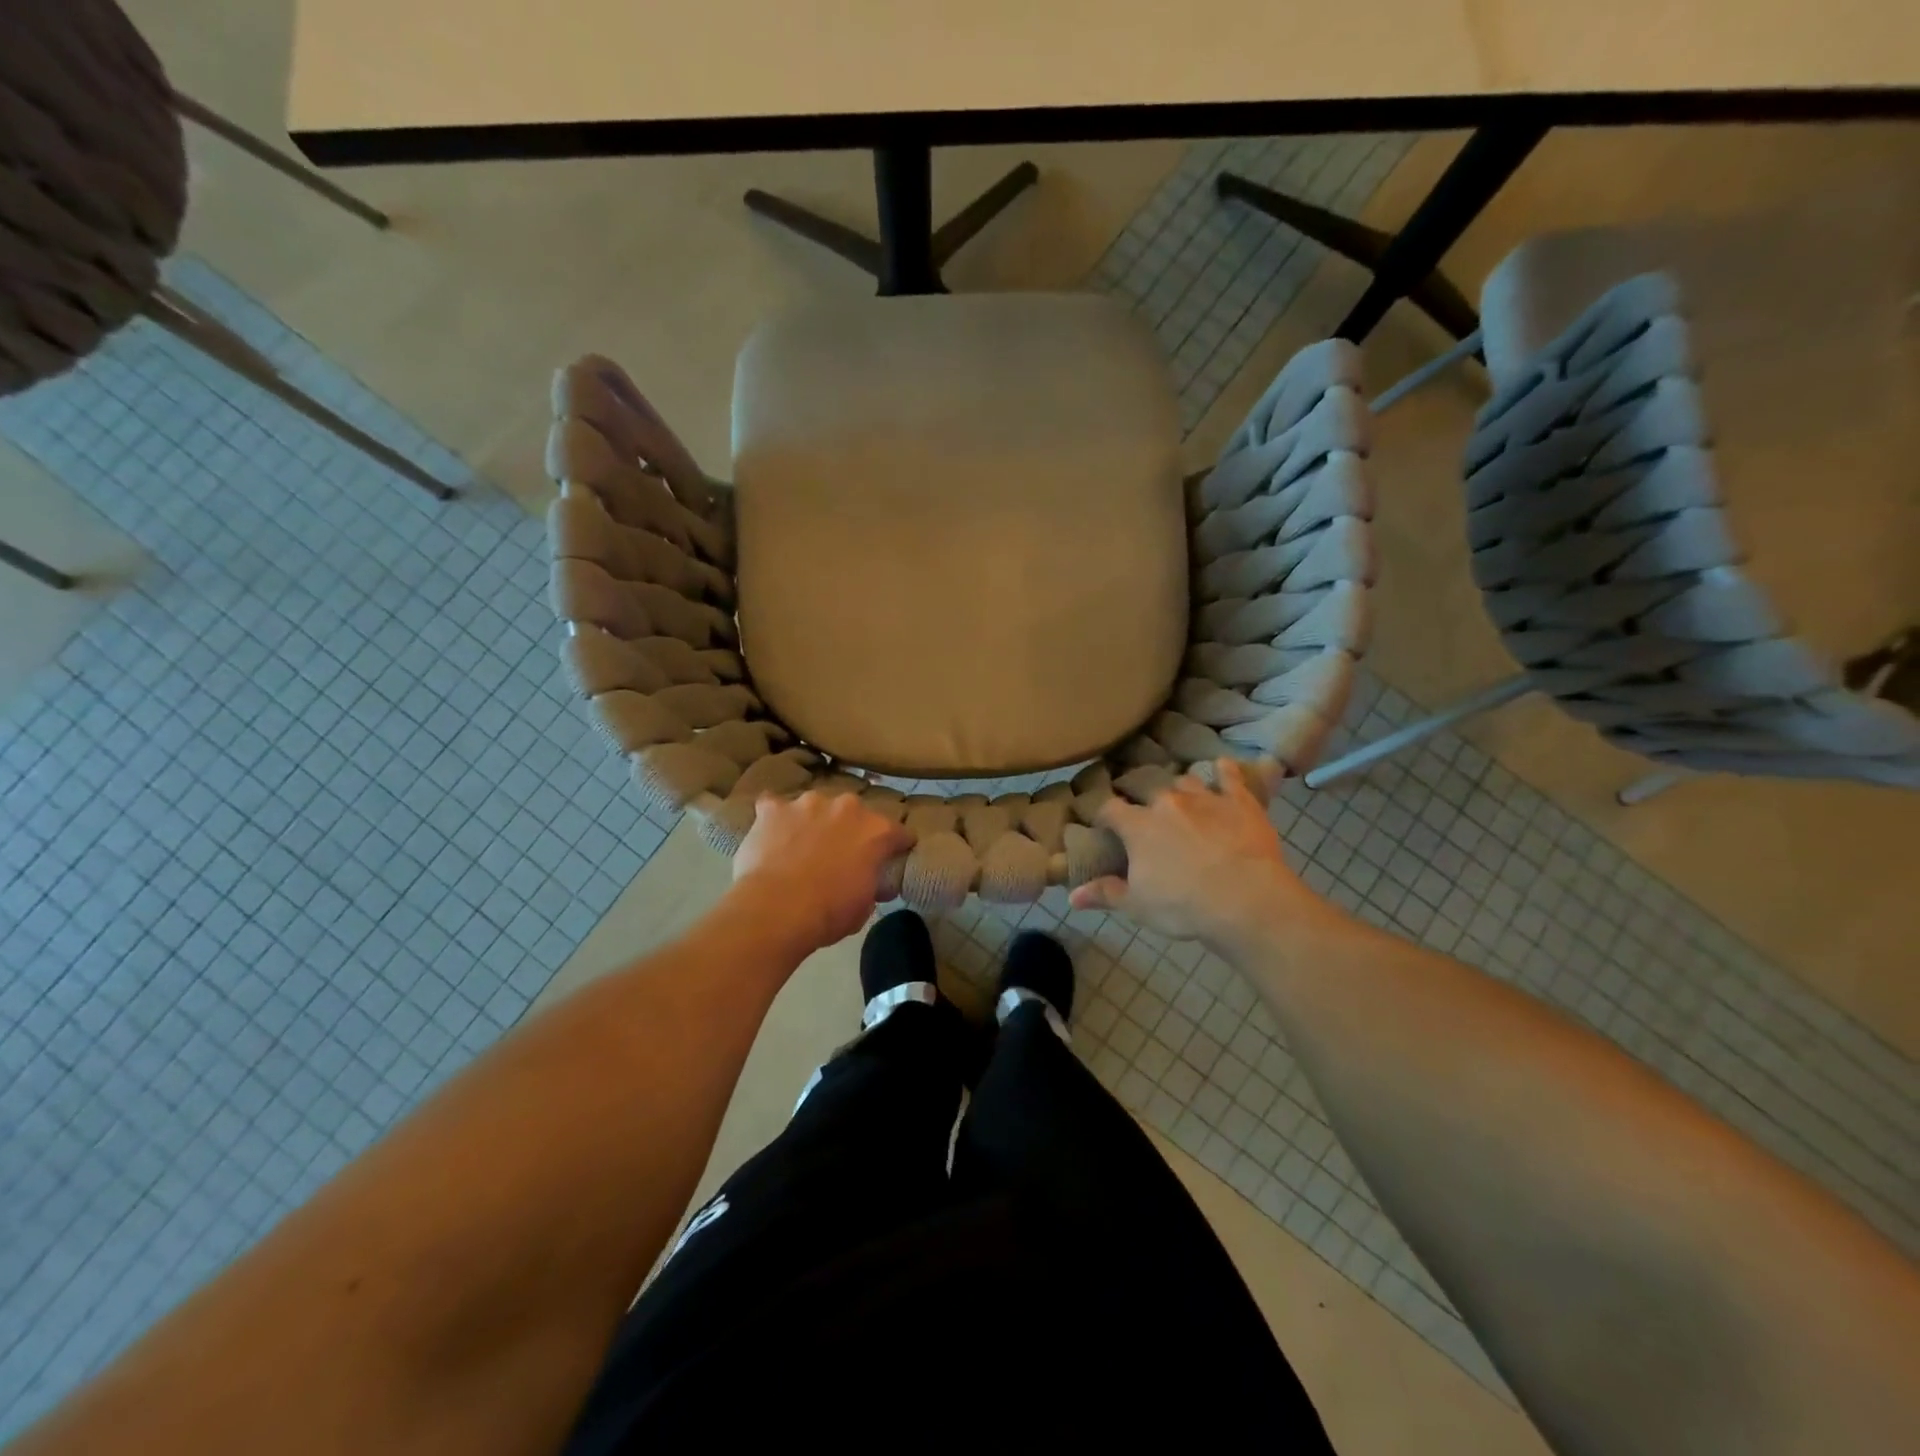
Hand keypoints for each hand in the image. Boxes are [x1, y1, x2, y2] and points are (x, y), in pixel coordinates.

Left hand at [731, 791, 913, 949]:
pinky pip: (774, 806)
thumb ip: (872, 884)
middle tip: (839, 855)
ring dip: (813, 821)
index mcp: (876, 831)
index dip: (896, 847)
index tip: (891, 858)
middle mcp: (846, 807)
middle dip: (849, 830)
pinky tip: (770, 834)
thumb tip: (875, 884)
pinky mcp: (773, 808)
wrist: (777, 910)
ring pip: (815, 807)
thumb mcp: (864, 906)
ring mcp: (807, 803)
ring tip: (800, 846)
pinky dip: (775, 819)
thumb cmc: (829, 912)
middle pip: (854, 814)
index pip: (897, 833)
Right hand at [1069, 759, 1326, 946]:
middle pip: (1147, 789)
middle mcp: (1167, 802)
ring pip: (1185, 781)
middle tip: (1143, 811)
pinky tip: (1223, 766)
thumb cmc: (1183, 906)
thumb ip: (1105, 894)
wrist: (1246, 901)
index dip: (1104, 814)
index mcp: (1138, 826)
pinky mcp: (1240, 802)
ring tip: (1180, 797)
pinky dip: (1225, 771)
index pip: (1110, 809)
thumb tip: (1072, 896)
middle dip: (1141, 797)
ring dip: (1180, 788)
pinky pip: (1230, 777)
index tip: (1104, 823)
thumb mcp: (1137, 906)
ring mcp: (1205, 798)